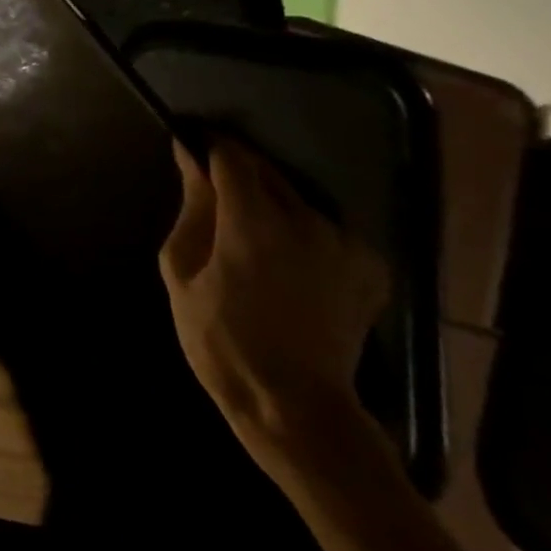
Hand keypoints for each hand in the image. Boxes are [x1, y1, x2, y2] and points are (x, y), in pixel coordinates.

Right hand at [159, 137, 388, 451]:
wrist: (294, 404)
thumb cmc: (220, 338)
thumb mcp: (182, 271)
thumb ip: (193, 209)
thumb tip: (192, 160)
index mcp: (254, 220)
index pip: (232, 156)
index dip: (209, 146)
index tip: (191, 147)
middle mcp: (308, 220)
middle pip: (267, 171)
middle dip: (237, 172)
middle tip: (211, 192)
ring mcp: (346, 243)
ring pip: (297, 199)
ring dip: (270, 201)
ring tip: (246, 231)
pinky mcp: (369, 266)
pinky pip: (325, 229)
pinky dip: (301, 230)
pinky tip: (284, 260)